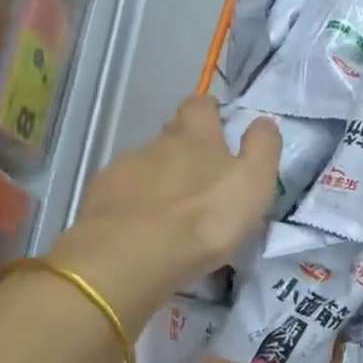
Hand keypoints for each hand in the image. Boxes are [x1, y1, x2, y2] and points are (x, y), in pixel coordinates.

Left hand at [48, 95, 279, 323]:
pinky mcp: (99, 198)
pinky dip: (132, 203)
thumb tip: (263, 121)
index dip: (209, 112)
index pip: (200, 105)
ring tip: (170, 212)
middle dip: (184, 148)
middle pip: (171, 134)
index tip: (218, 126)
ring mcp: (123, 169)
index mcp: (196, 136)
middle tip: (200, 178)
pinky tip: (141, 227)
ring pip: (145, 164)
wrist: (129, 257)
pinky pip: (120, 192)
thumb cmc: (204, 219)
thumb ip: (262, 148)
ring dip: (159, 180)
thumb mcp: (253, 184)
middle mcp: (157, 143)